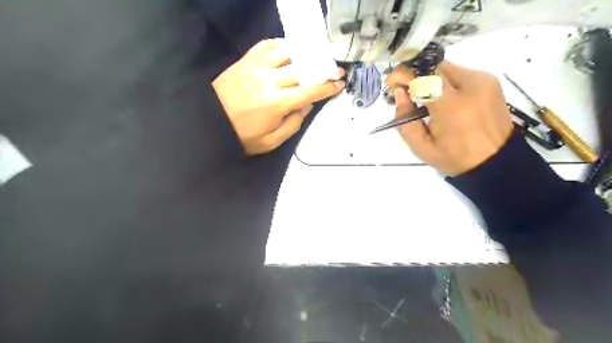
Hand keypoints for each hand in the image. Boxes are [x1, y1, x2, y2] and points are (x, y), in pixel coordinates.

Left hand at [212, 37, 342, 153]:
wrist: (209, 123)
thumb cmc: (242, 136)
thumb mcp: (271, 141)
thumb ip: (293, 124)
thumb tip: (307, 106)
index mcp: (277, 103)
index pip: (309, 91)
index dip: (327, 87)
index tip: (339, 83)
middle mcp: (269, 80)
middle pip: (302, 69)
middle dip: (321, 69)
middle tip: (333, 69)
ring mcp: (256, 67)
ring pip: (287, 53)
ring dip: (303, 54)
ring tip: (313, 57)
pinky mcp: (245, 60)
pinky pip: (266, 45)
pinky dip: (280, 45)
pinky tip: (287, 50)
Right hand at [387, 61, 512, 176]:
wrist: (496, 161)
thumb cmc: (454, 158)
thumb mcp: (421, 147)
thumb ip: (405, 119)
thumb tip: (400, 94)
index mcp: (452, 106)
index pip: (423, 76)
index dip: (403, 74)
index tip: (391, 83)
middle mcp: (471, 85)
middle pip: (434, 67)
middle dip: (414, 75)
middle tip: (404, 91)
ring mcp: (483, 80)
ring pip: (446, 68)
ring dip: (428, 78)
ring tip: (422, 97)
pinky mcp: (489, 81)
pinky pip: (458, 73)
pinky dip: (443, 82)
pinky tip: (441, 99)